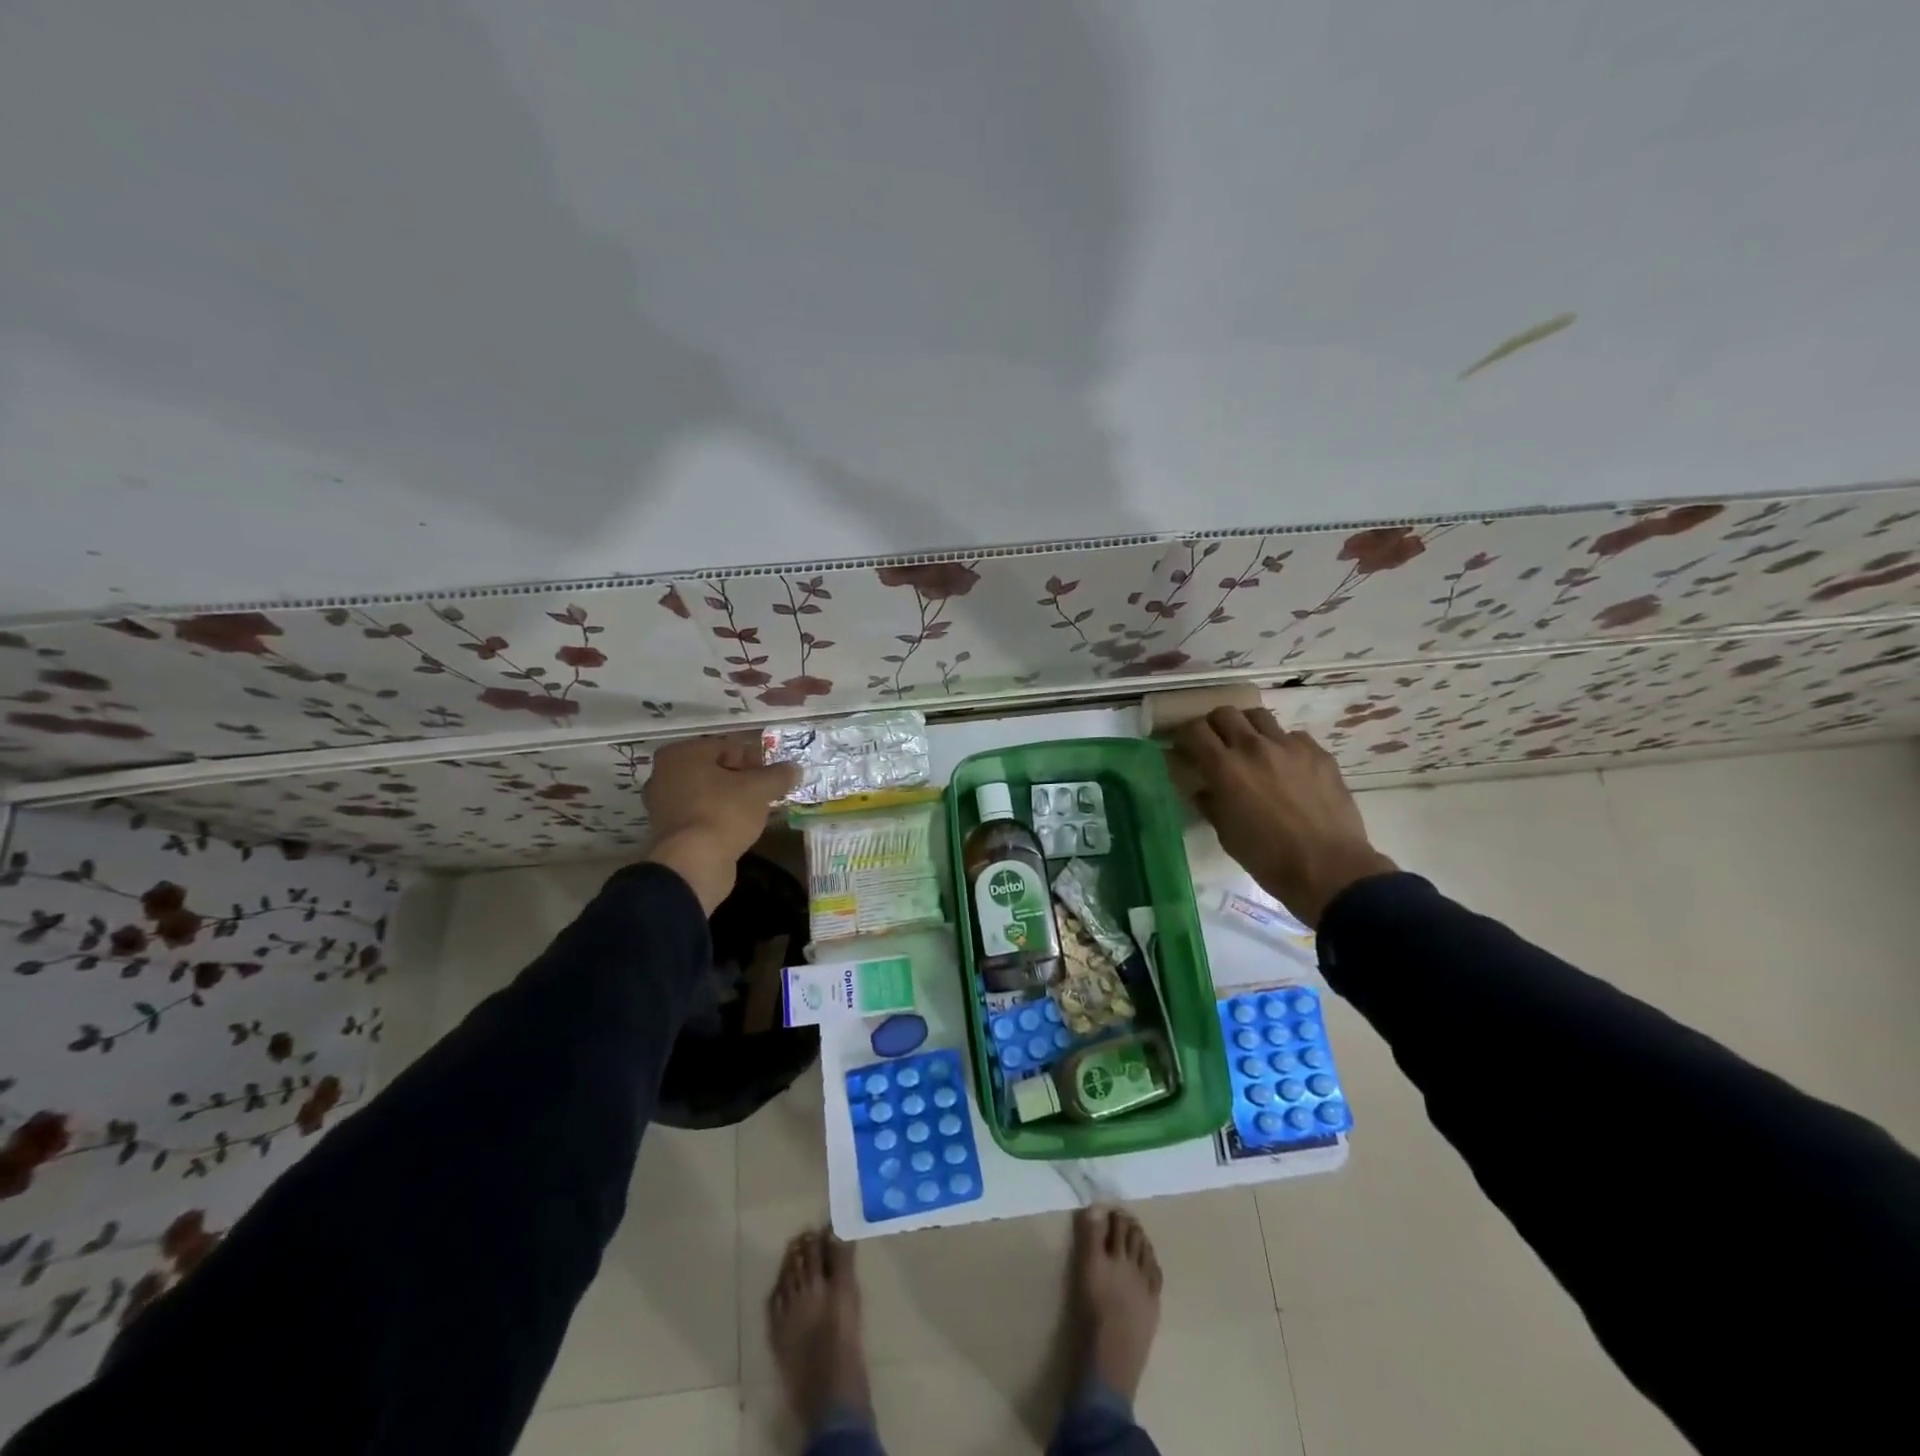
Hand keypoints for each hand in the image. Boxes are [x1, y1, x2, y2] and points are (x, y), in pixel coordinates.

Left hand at [643, 733, 800, 913]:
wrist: (693, 863)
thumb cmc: (724, 813)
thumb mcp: (760, 789)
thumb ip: (779, 775)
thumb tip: (794, 768)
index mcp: (682, 754)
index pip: (728, 747)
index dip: (755, 759)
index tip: (774, 776)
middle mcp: (664, 774)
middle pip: (715, 770)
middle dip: (742, 779)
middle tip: (767, 792)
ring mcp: (662, 804)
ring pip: (707, 793)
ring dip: (731, 799)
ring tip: (756, 811)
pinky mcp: (668, 831)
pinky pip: (700, 815)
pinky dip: (718, 817)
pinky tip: (738, 827)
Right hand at [1172, 708, 1395, 928]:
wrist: (1329, 868)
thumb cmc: (1268, 857)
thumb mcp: (1226, 834)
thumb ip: (1210, 803)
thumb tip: (1204, 790)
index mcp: (1225, 768)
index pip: (1195, 730)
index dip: (1185, 736)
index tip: (1186, 748)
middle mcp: (1254, 747)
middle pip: (1224, 713)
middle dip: (1214, 725)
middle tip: (1216, 745)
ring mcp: (1289, 746)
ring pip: (1259, 716)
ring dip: (1247, 728)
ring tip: (1250, 748)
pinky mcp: (1318, 753)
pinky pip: (1292, 736)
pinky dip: (1282, 745)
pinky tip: (1286, 767)